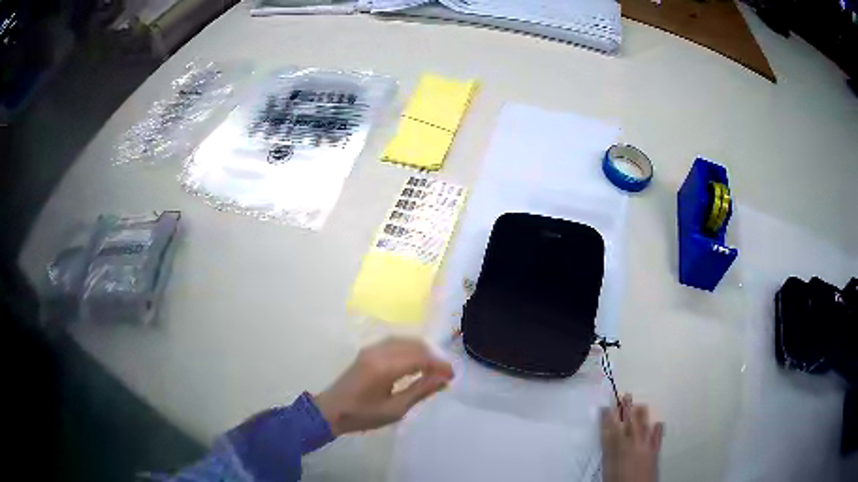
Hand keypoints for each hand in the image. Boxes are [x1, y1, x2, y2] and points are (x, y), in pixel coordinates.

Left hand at [313, 337, 453, 435]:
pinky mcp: (368, 351)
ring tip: (433, 369)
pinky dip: (410, 349)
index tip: (452, 376)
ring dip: (423, 351)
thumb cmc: (362, 415)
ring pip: (405, 340)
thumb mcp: (395, 410)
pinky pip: (395, 343)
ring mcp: (371, 349)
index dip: (440, 364)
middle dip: (434, 356)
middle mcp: (378, 352)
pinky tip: (416, 363)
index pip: (421, 357)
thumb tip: (444, 380)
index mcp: (384, 367)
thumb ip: (420, 391)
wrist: (330, 411)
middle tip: (445, 374)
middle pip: (415, 345)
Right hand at [601, 394, 663, 481]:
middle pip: (628, 419)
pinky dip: (655, 425)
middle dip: (626, 407)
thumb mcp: (607, 468)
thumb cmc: (618, 481)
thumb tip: (607, 436)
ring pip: (643, 421)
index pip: (609, 427)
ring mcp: (645, 443)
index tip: (605, 407)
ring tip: (640, 405)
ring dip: (640, 412)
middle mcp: (631, 442)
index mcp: (615, 448)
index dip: (607, 416)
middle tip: (625, 396)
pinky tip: (656, 422)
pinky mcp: (655, 448)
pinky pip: (656, 432)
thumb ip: (608, 450)